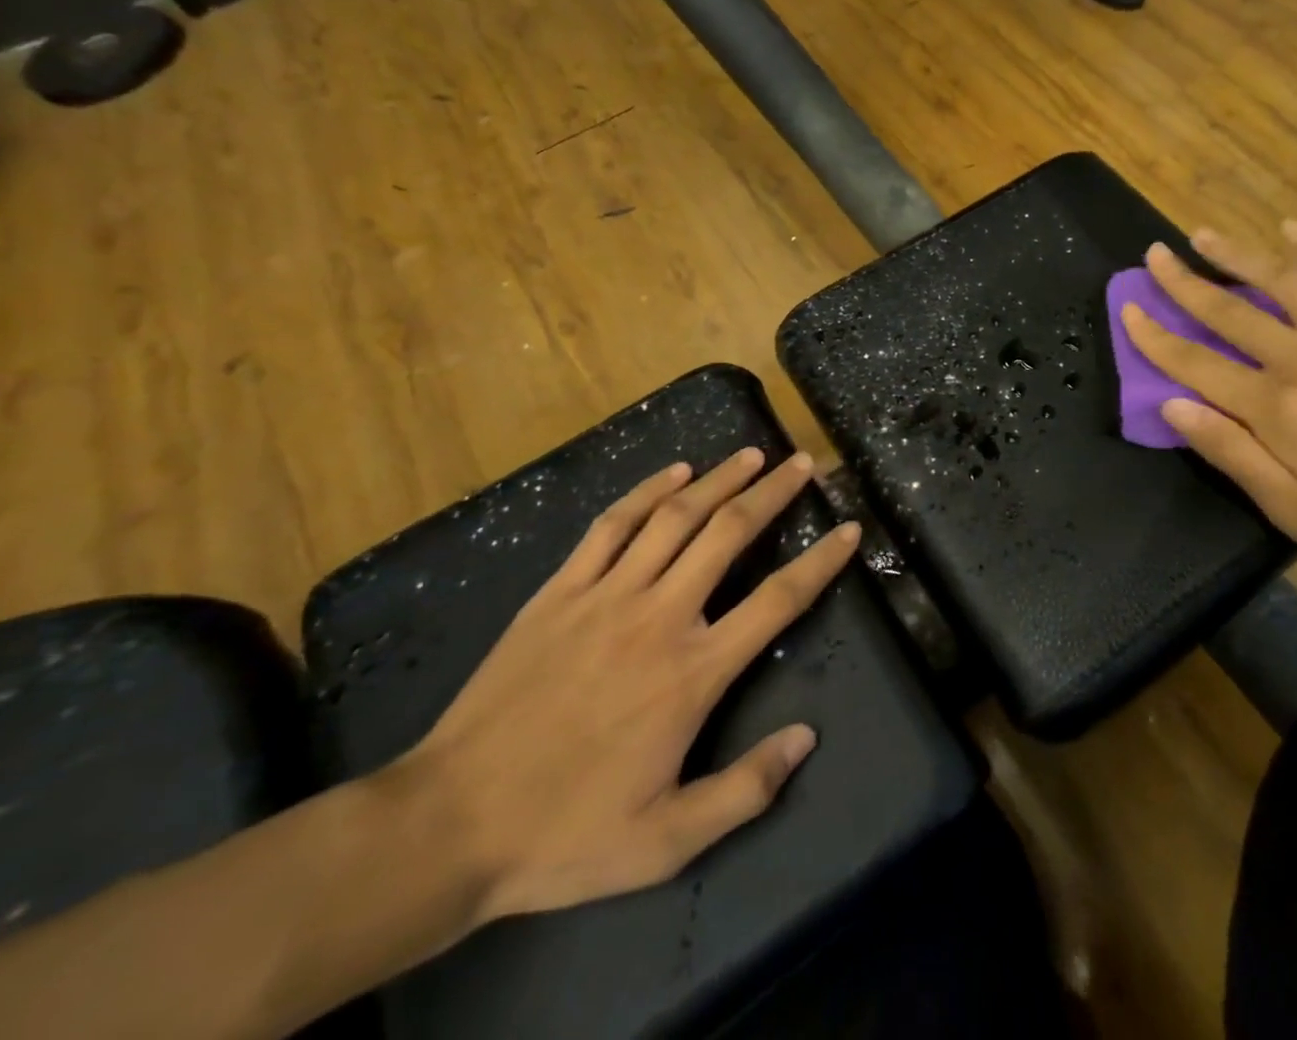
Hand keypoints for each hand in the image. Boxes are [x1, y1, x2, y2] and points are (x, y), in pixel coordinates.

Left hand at [391, 449, 859, 922]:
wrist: (447, 824)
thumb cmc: (565, 834)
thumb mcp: (667, 841)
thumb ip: (745, 789)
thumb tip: (806, 737)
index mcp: (693, 672)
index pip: (778, 601)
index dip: (821, 560)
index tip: (849, 528)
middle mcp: (659, 617)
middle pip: (730, 534)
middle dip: (773, 492)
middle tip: (802, 463)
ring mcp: (606, 596)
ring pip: (675, 517)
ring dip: (720, 478)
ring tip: (752, 454)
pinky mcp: (560, 591)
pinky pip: (611, 526)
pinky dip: (647, 491)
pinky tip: (674, 472)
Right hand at [1121, 222, 1296, 595]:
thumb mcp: (1290, 509)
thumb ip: (1228, 450)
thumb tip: (1172, 405)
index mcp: (1276, 408)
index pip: (1196, 364)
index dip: (1155, 336)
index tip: (1128, 308)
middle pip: (1231, 312)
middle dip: (1185, 282)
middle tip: (1154, 254)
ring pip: (1285, 283)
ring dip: (1239, 255)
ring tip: (1204, 234)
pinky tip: (1295, 228)